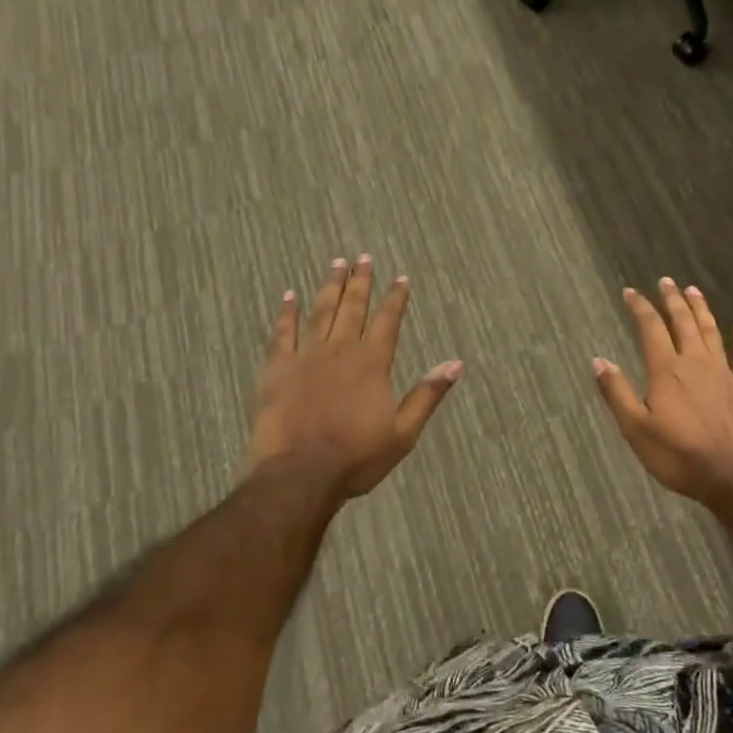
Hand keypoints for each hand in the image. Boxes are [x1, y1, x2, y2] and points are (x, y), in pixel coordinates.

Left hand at [247, 256, 462, 500]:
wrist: (298, 474)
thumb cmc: (356, 458)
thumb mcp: (403, 433)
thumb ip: (427, 395)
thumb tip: (455, 364)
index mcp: (372, 363)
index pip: (387, 321)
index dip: (395, 298)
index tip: (401, 278)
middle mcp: (340, 350)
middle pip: (353, 307)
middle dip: (360, 281)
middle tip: (363, 257)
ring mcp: (306, 356)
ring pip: (320, 312)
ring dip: (329, 287)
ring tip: (336, 264)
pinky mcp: (277, 368)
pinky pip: (282, 332)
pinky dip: (286, 313)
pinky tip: (289, 296)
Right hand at [593, 278, 732, 504]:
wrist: (731, 475)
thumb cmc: (677, 454)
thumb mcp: (635, 428)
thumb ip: (617, 392)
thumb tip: (598, 360)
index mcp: (665, 369)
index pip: (650, 328)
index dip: (640, 307)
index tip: (630, 292)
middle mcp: (694, 362)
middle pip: (683, 322)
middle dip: (672, 299)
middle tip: (666, 281)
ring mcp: (723, 373)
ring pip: (711, 332)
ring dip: (701, 309)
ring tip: (694, 291)